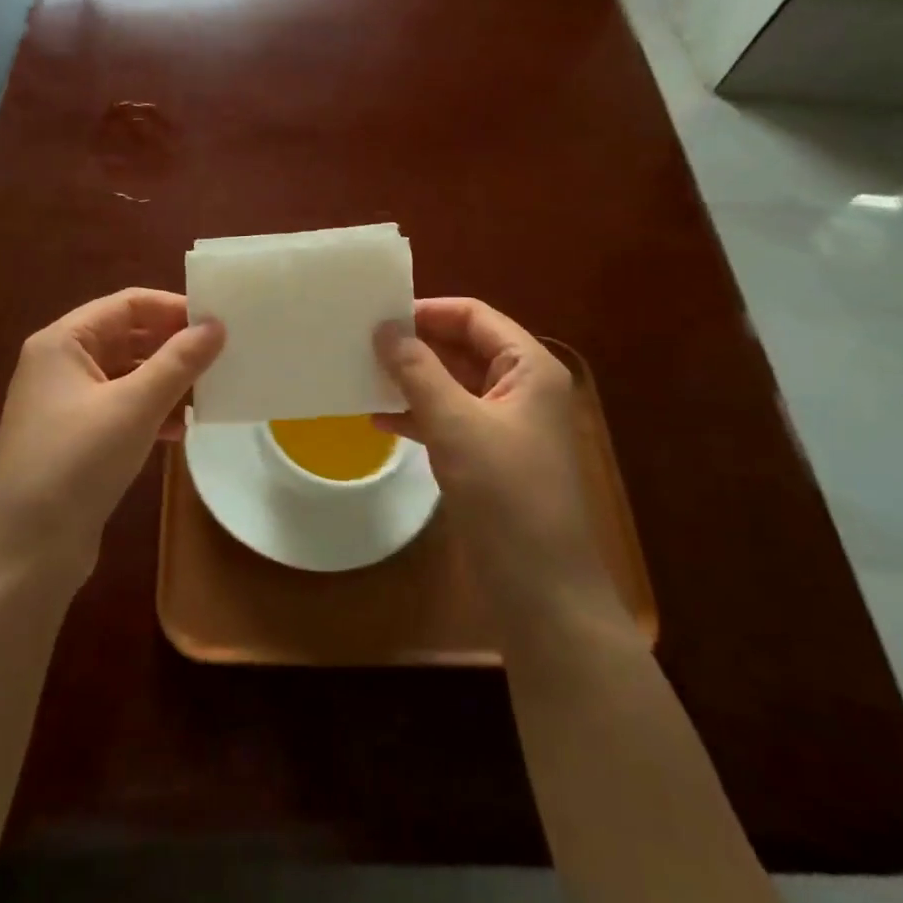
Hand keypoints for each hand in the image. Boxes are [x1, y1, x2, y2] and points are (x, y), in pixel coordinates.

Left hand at [0, 289, 224, 589]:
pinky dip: (152, 410)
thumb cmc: (76, 463)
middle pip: (127, 336)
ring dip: (167, 380)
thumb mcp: (134, 407)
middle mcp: (60, 364)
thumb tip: (216, 325)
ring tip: (211, 392)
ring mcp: (65, 403)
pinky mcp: (75, 438)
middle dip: (174, 345)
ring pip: (128, 374)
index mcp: (63, 342)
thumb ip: (178, 362)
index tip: (219, 322)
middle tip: (223, 355)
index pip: (127, 304)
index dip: (174, 308)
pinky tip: (182, 427)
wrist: (24, 553)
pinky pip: (122, 407)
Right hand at [374, 298, 627, 637]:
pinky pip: (448, 419)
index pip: (473, 317)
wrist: (542, 591)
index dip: (427, 311)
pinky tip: (378, 420)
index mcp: (528, 368)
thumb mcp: (456, 425)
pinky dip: (417, 415)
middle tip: (361, 343)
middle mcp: (520, 388)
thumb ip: (419, 372)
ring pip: (451, 384)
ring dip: (411, 380)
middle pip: (462, 347)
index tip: (377, 316)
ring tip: (362, 375)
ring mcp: (504, 424)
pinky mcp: (488, 457)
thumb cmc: (506, 495)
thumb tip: (385, 328)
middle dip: (415, 345)